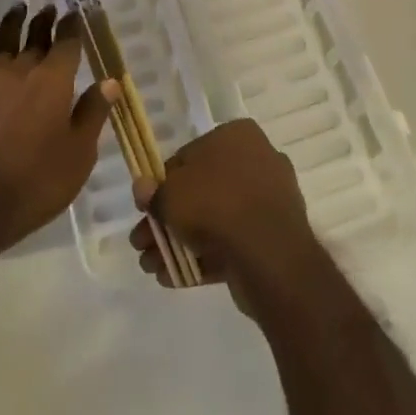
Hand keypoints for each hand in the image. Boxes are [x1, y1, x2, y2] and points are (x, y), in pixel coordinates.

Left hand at [0, 3, 118, 262]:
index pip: (68, 42)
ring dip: (14, 21)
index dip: (75, 25)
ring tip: (20, 7)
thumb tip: (110, 82)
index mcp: (54, 80)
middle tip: (52, 8)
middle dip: (46, 21)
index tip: (79, 11)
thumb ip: (92, 113)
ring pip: (4, 38)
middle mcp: (22, 68)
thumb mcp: (78, 155)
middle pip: (36, 35)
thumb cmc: (34, 183)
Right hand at [130, 120, 322, 311]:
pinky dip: (205, 258)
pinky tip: (175, 278)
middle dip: (169, 221)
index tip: (146, 210)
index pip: (188, 156)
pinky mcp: (274, 237)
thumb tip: (142, 188)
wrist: (268, 253)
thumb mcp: (171, 194)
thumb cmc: (216, 205)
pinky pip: (233, 242)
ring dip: (181, 243)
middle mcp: (257, 161)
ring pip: (215, 220)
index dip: (162, 185)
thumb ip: (154, 192)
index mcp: (237, 136)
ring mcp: (268, 200)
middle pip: (201, 191)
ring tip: (153, 268)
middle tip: (143, 245)